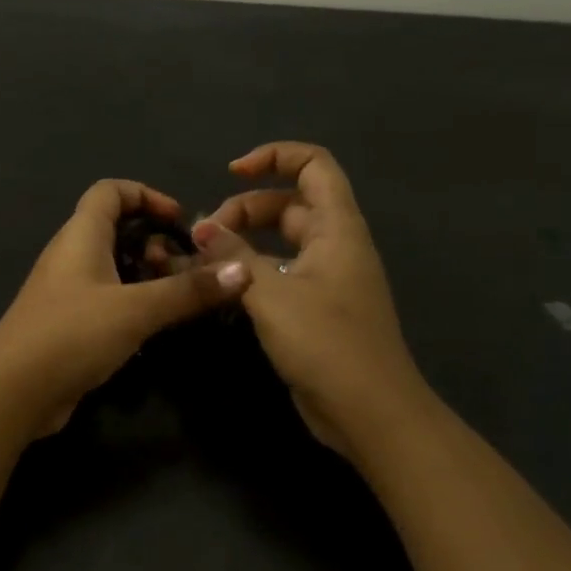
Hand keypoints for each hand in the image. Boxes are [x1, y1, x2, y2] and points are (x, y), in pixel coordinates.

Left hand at [0, 180, 252, 434]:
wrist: (14, 391)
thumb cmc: (72, 334)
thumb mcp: (136, 309)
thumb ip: (188, 290)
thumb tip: (243, 269)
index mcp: (80, 234)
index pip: (110, 190)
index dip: (147, 195)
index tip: (181, 221)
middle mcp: (70, 254)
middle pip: (114, 227)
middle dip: (153, 239)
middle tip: (184, 266)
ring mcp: (66, 289)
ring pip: (112, 265)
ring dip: (145, 274)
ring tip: (177, 297)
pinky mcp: (67, 321)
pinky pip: (106, 296)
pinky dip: (132, 301)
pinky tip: (155, 326)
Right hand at [192, 142, 428, 454]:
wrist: (370, 414)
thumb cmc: (326, 343)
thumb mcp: (271, 293)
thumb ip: (232, 255)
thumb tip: (200, 228)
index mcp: (337, 228)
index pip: (313, 165)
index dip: (274, 157)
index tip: (231, 173)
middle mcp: (334, 245)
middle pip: (287, 203)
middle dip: (242, 209)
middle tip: (204, 236)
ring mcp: (325, 278)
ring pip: (278, 241)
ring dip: (241, 242)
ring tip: (202, 260)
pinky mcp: (314, 308)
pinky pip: (277, 273)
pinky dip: (249, 271)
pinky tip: (221, 288)